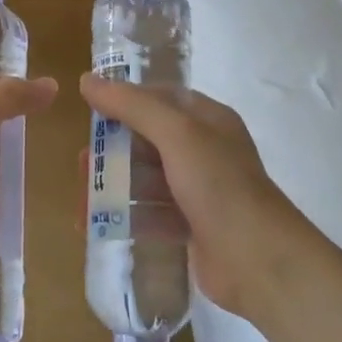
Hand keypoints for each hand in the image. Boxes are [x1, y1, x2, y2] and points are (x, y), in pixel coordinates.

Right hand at [80, 75, 305, 317]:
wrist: (259, 261)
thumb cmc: (219, 185)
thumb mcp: (177, 133)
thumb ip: (132, 105)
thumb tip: (87, 80)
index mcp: (207, 120)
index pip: (159, 98)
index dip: (124, 101)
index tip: (89, 111)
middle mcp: (204, 150)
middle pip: (147, 140)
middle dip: (112, 150)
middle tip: (82, 165)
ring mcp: (198, 190)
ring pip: (146, 178)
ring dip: (113, 186)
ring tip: (82, 202)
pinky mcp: (191, 225)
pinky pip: (151, 213)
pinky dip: (126, 216)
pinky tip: (97, 225)